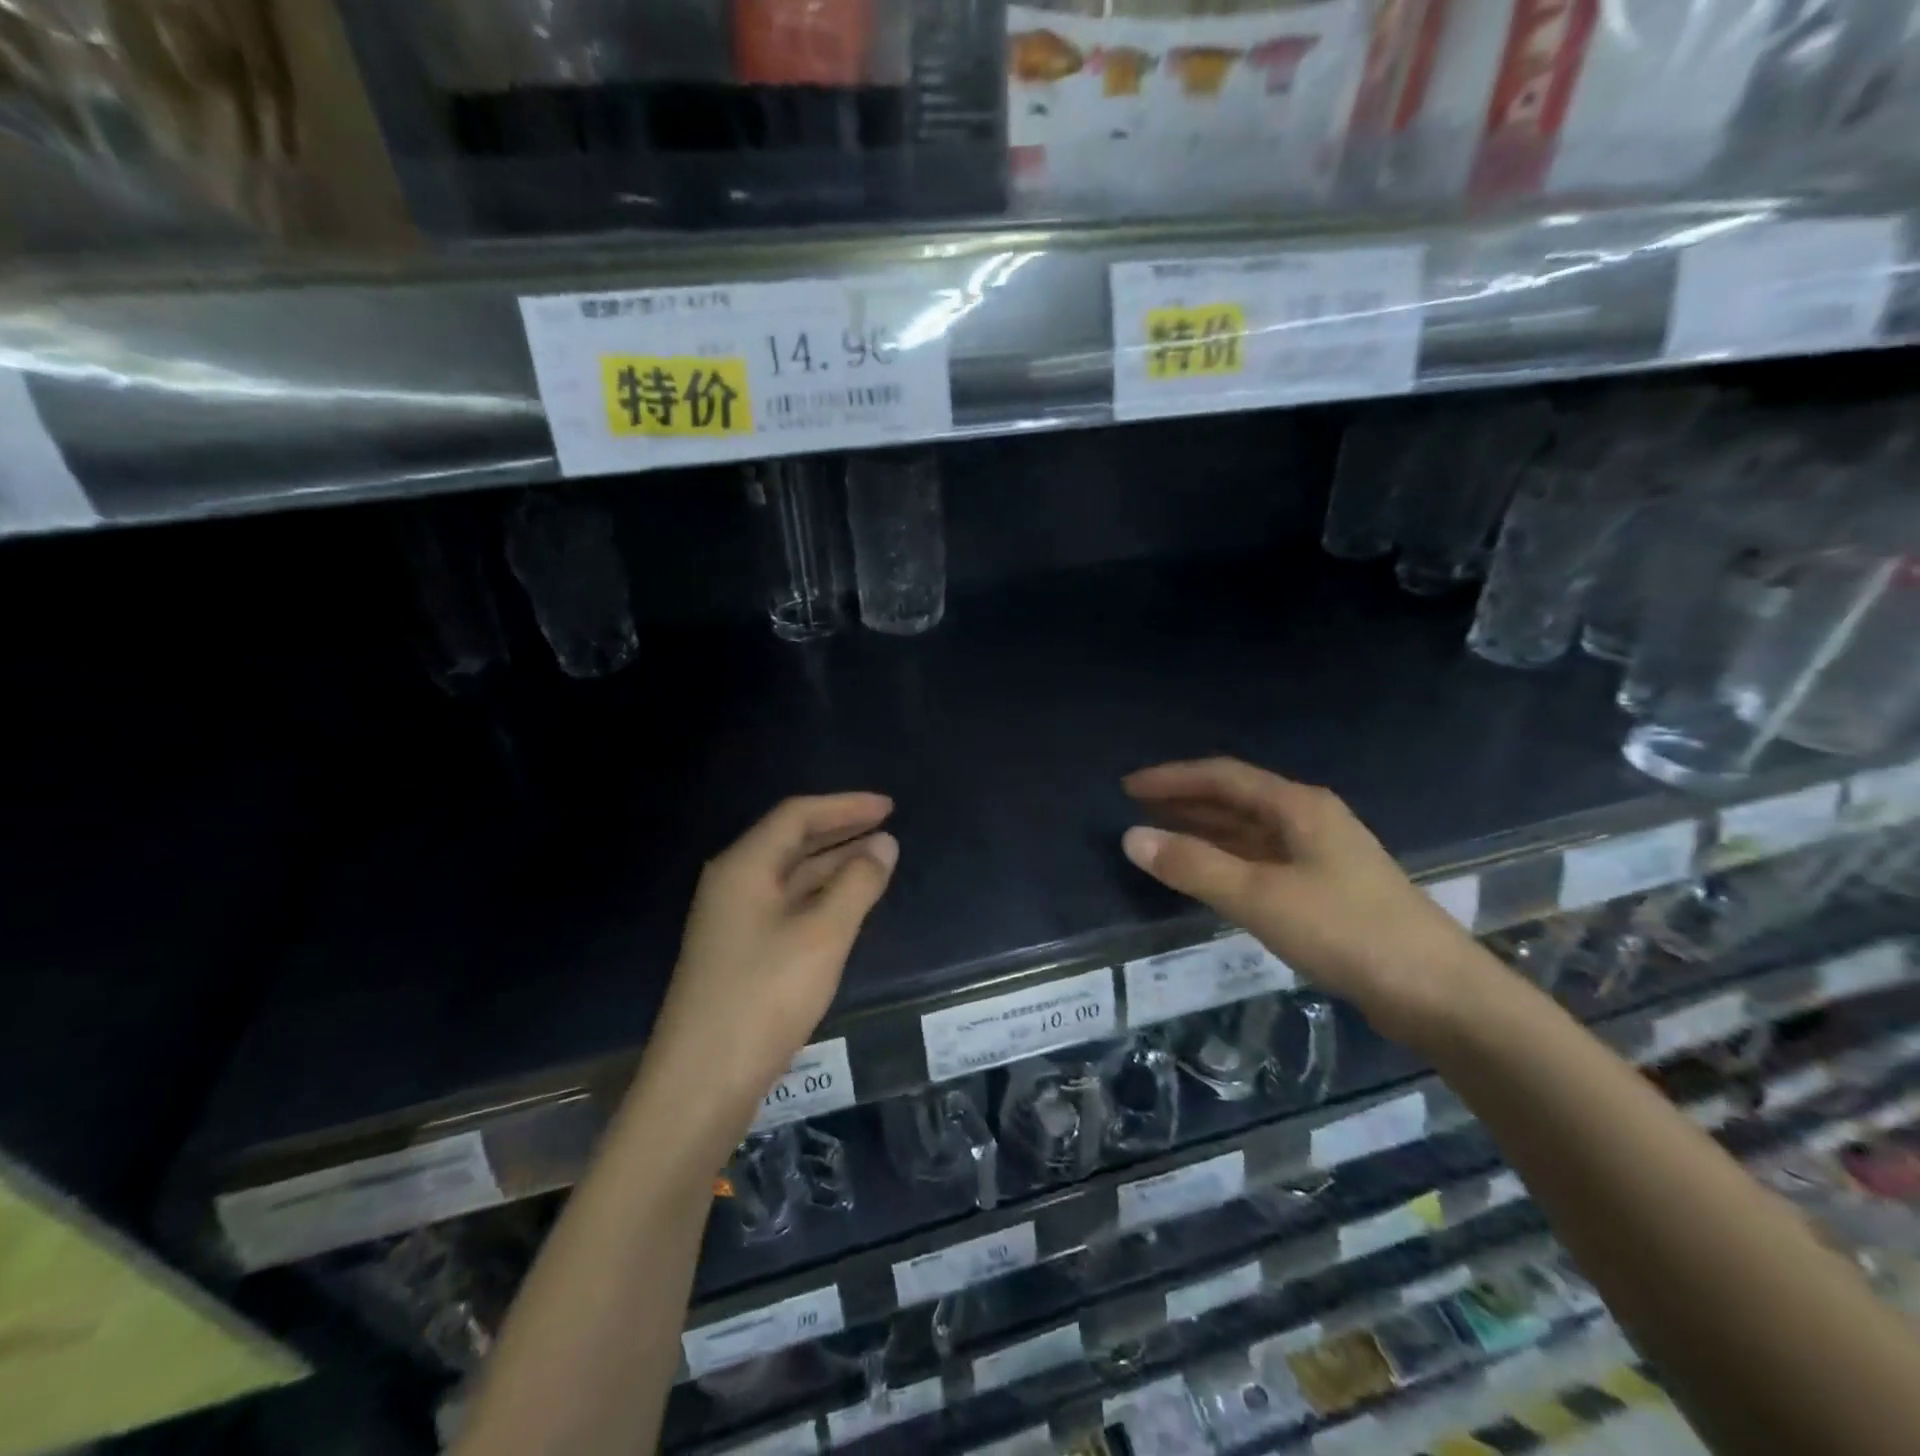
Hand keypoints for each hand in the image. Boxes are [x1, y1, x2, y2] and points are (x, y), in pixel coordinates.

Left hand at [649, 794, 897, 1146]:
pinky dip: (821, 896)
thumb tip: (884, 843)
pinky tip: (847, 905)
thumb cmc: (765, 996)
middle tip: (888, 829)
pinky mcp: (740, 952)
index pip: (797, 815)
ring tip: (879, 862)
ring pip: (791, 876)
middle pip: (791, 841)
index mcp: (744, 867)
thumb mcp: (823, 934)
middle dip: (841, 832)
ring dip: (834, 865)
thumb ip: (858, 883)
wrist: (701, 1083)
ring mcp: (734, 920)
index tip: (889, 808)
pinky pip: (787, 905)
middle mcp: (734, 884)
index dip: (846, 806)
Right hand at [1121, 758, 1490, 1047]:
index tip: (1127, 787)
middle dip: (1185, 802)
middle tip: (1136, 811)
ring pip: (1250, 830)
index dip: (1171, 778)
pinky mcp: (1328, 888)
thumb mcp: (1260, 897)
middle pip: (1236, 798)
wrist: (1439, 993)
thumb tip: (1132, 837)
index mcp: (1297, 806)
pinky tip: (1209, 875)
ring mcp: (1322, 853)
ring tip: (1161, 838)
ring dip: (1205, 831)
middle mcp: (1310, 819)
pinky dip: (1228, 860)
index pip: (1222, 776)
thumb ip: (1194, 866)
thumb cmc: (1346, 932)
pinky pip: (1263, 859)